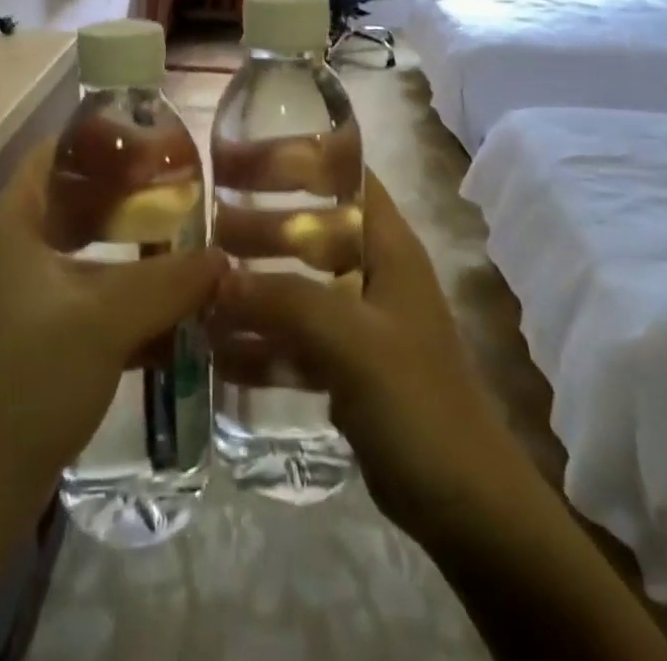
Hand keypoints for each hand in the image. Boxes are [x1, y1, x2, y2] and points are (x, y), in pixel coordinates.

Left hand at [0, 137, 226, 496]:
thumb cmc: (27, 379)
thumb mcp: (105, 320)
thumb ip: (169, 281)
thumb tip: (224, 256)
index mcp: (17, 219)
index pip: (59, 149)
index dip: (106, 136)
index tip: (161, 139)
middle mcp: (22, 244)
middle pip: (83, 197)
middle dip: (136, 194)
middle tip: (191, 191)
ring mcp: (33, 291)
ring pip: (95, 249)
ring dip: (142, 247)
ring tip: (196, 241)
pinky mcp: (48, 333)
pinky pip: (99, 294)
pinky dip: (135, 293)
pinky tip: (182, 304)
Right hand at [209, 173, 517, 539]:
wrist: (466, 508)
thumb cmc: (418, 403)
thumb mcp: (352, 341)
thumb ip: (287, 301)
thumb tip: (217, 277)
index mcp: (387, 246)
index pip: (344, 177)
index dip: (298, 158)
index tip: (240, 158)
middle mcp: (373, 273)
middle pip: (311, 231)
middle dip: (261, 227)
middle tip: (205, 227)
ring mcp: (360, 322)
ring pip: (298, 287)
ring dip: (254, 288)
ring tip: (199, 290)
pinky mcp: (348, 368)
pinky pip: (296, 341)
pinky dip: (262, 344)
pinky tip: (217, 354)